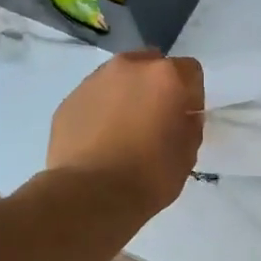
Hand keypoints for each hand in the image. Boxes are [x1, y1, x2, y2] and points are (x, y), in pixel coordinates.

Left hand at [48, 50, 204, 215]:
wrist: (90, 194)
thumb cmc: (150, 175)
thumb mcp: (188, 154)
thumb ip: (189, 125)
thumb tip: (182, 117)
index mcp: (166, 76)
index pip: (191, 72)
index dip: (192, 97)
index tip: (185, 120)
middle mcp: (129, 67)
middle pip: (152, 66)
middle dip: (157, 88)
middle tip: (156, 121)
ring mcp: (94, 80)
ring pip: (120, 80)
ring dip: (127, 97)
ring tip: (125, 132)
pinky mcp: (69, 99)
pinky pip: (95, 98)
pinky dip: (102, 112)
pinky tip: (101, 141)